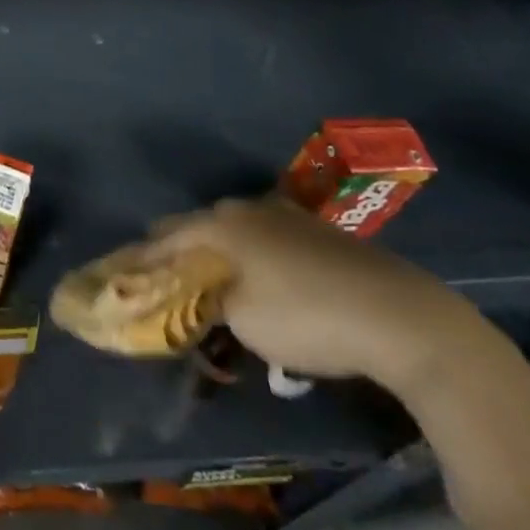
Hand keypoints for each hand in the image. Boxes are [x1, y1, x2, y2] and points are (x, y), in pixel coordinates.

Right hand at [158, 196, 494, 399]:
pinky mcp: (322, 233)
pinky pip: (270, 238)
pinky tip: (265, 277)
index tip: (127, 272)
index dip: (146, 255)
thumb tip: (198, 298)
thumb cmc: (308, 317)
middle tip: (169, 274)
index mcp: (223, 223)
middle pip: (202, 225)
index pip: (168, 235)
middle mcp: (250, 209)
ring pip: (238, 228)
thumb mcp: (245, 321)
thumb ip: (209, 303)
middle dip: (183, 248)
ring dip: (222, 249)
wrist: (402, 317)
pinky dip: (255, 254)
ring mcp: (289, 216)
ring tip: (214, 275)